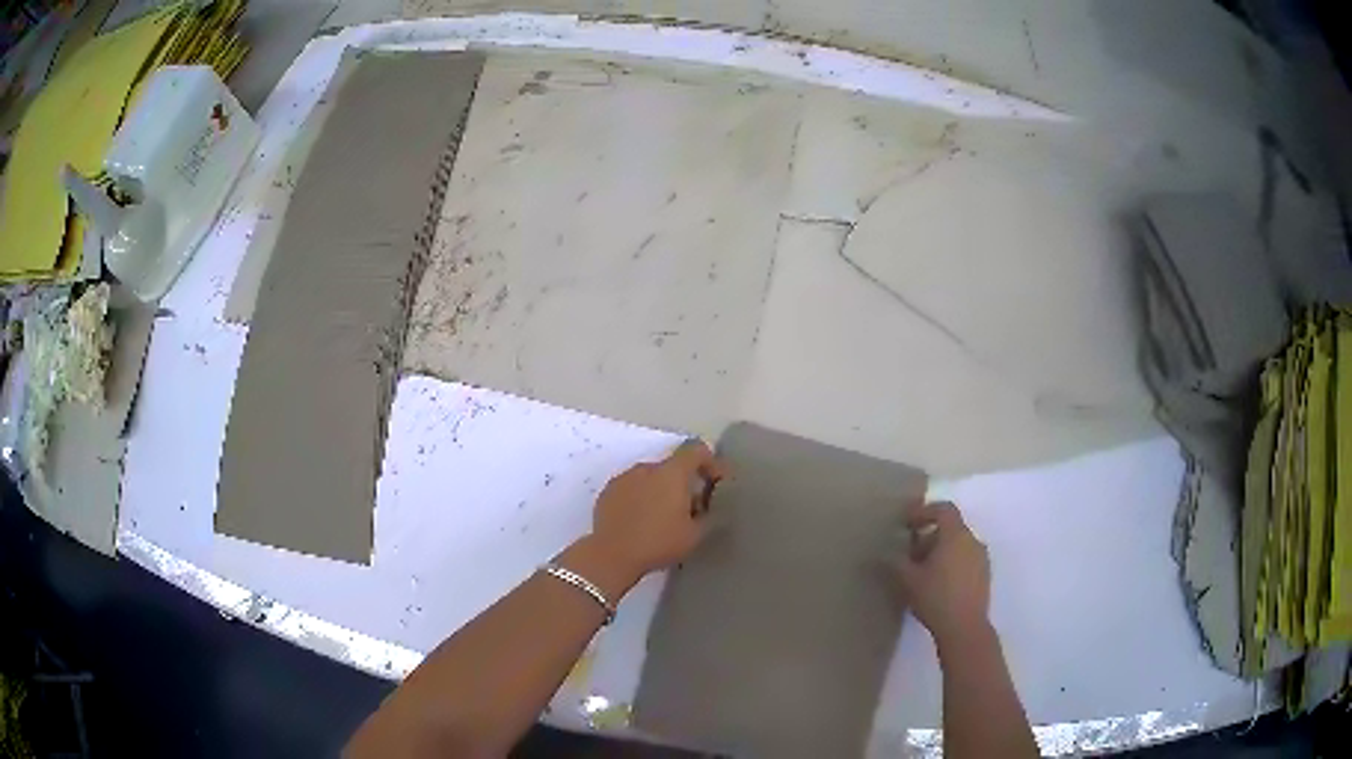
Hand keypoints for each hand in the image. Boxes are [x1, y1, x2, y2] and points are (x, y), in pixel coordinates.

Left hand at [589, 440, 728, 578]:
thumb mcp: (695, 535)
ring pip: (650, 477)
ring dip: (660, 490)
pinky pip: (631, 488)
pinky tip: (640, 521)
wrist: (611, 555)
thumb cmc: (658, 543)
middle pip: (672, 466)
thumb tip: (705, 506)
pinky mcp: (607, 492)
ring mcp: (623, 478)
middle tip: (690, 508)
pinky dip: (641, 498)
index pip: (696, 450)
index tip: (715, 482)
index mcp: (671, 473)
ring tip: (662, 517)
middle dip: (684, 482)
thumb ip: (707, 515)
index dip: (710, 462)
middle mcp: (646, 468)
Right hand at [895, 501, 991, 648]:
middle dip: (929, 537)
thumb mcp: (908, 580)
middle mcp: (973, 541)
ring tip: (922, 572)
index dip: (924, 512)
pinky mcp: (984, 576)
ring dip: (940, 551)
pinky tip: (938, 584)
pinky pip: (966, 559)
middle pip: (950, 528)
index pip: (943, 509)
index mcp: (956, 535)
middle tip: (910, 554)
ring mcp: (982, 558)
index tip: (906, 525)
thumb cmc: (935, 598)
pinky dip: (951, 563)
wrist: (965, 628)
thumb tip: (885, 553)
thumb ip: (896, 562)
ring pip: (959, 545)